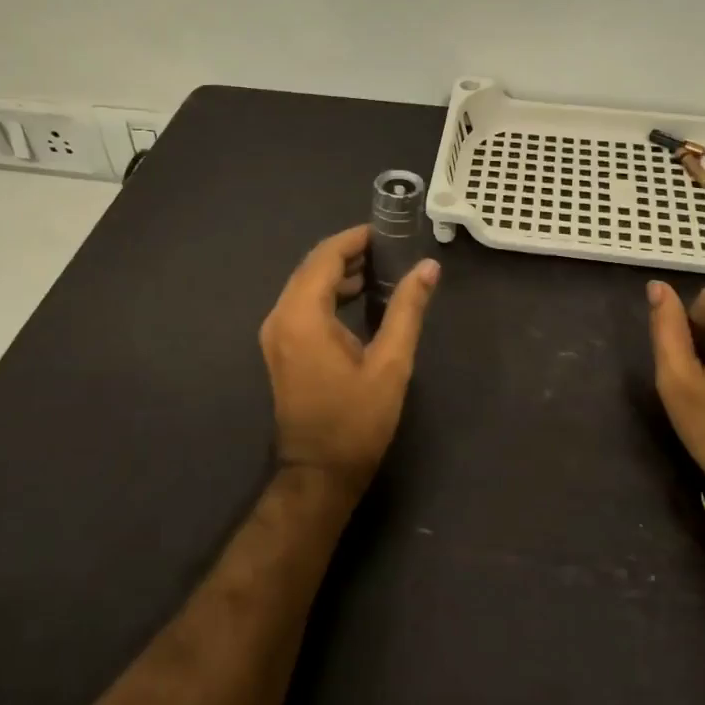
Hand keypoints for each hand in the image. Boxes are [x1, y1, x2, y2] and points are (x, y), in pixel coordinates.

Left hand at [260, 226, 439, 494]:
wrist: (319, 473)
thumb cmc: (357, 421)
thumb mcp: (391, 364)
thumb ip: (407, 310)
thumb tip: (428, 267)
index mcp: (302, 316)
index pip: (325, 257)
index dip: (355, 239)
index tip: (386, 231)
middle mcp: (280, 317)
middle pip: (311, 267)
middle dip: (348, 253)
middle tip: (389, 248)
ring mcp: (275, 334)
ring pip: (305, 285)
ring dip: (338, 273)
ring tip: (380, 270)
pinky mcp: (280, 348)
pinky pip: (302, 305)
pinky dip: (328, 294)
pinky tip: (358, 298)